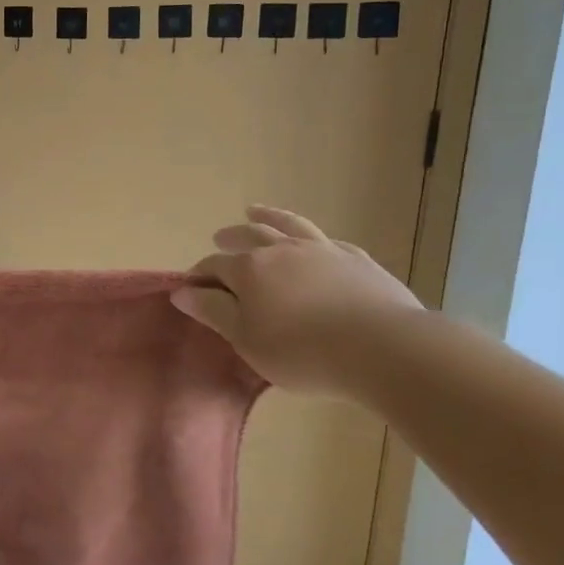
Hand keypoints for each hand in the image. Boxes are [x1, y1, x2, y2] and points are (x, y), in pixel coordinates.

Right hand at [172, 206, 421, 395]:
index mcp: (250, 269)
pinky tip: (316, 245)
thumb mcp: (246, 339)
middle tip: (220, 237)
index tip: (192, 288)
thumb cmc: (302, 351)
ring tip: (256, 212)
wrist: (382, 348)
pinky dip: (314, 240)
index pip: (214, 266)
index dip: (200, 276)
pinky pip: (329, 242)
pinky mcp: (357, 261)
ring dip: (269, 217)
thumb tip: (181, 290)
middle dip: (231, 237)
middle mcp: (282, 250)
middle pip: (250, 236)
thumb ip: (213, 311)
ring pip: (290, 226)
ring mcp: (323, 251)